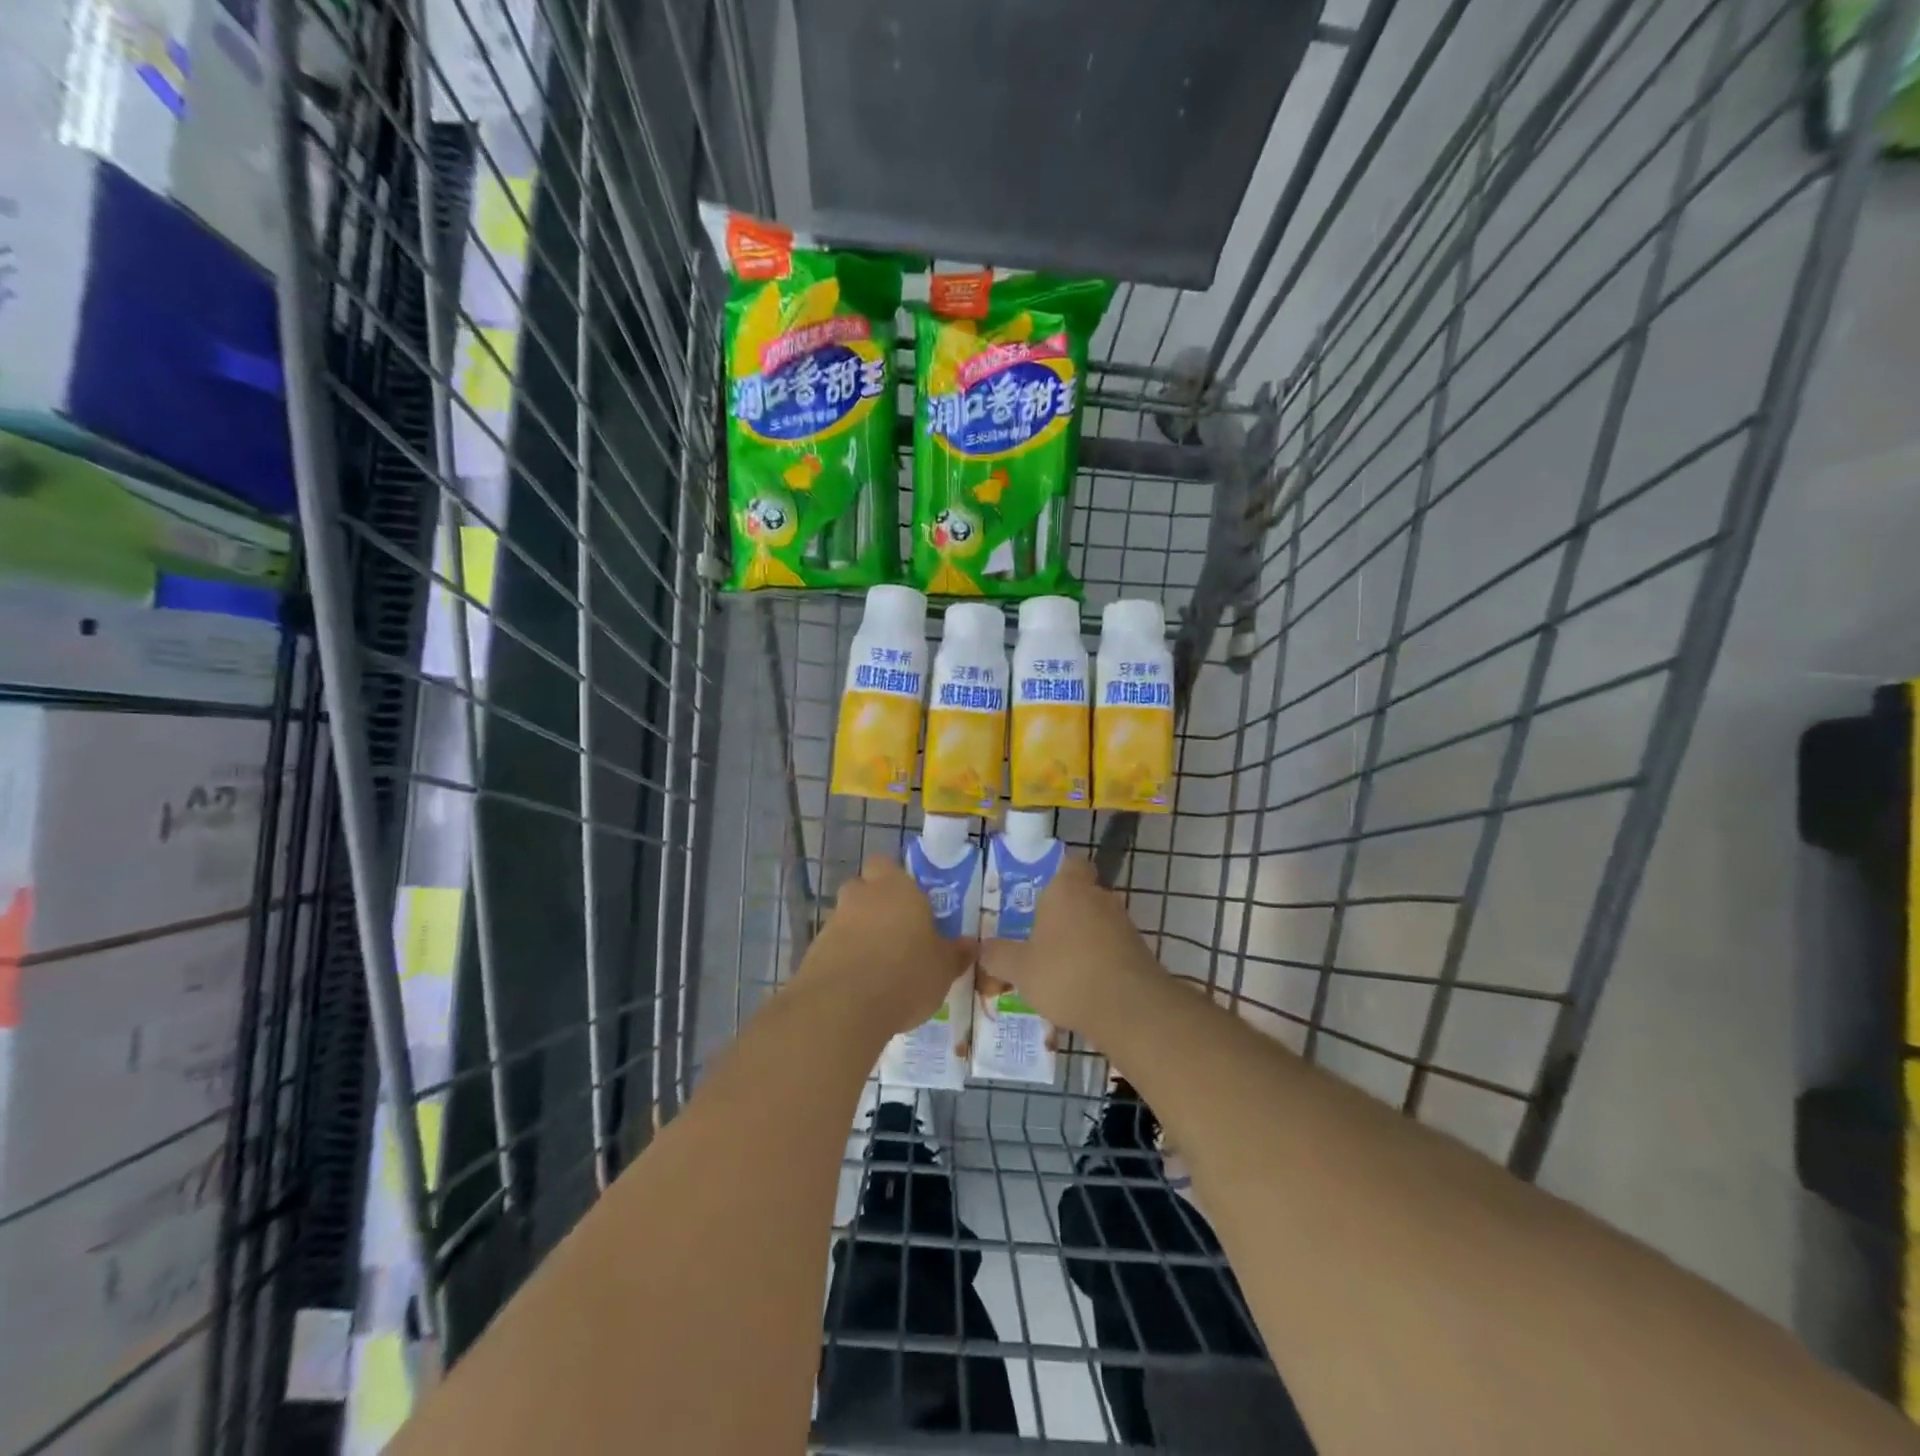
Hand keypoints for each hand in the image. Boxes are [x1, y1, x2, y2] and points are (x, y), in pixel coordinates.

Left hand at [797, 857, 973, 1032]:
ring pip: (849, 919)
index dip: (896, 880)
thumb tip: (970, 944)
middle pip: (864, 889)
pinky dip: (846, 960)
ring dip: (861, 935)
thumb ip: (956, 953)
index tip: (911, 903)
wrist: (842, 1008)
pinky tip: (861, 986)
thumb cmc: (905, 974)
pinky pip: (835, 947)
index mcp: (895, 887)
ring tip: (882, 967)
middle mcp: (860, 896)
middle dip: (877, 906)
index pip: (887, 865)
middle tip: (898, 933)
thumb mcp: (944, 968)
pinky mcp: (813, 952)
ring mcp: (833, 923)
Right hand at [974, 856, 1163, 1035]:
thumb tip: (982, 947)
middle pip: (1081, 893)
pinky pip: (1110, 946)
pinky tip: (1081, 984)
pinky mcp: (1138, 950)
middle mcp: (1098, 896)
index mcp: (1068, 888)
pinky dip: (1097, 958)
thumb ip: (998, 956)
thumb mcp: (1020, 969)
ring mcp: (1123, 923)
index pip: (1069, 863)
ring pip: (1096, 921)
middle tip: (1038, 932)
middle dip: (1063, 911)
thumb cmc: (1066, 975)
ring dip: (1081, 937)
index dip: (1057, 873)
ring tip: (1057, 964)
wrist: (1129, 1010)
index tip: (1038, 892)